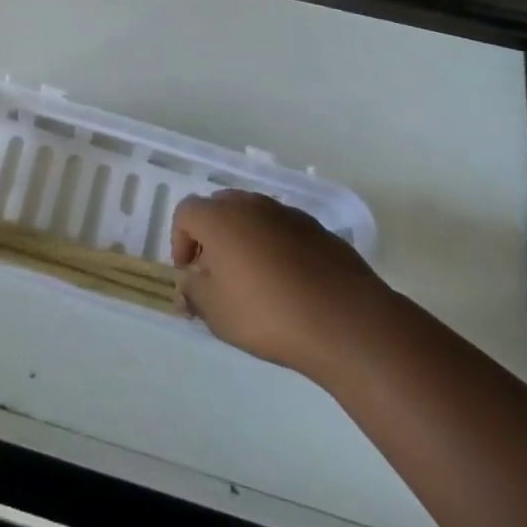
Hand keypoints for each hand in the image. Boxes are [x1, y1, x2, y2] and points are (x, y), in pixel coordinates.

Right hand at [173, 190, 383, 373]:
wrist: (347, 321)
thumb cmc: (269, 314)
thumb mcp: (217, 314)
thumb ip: (193, 293)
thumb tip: (187, 284)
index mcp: (220, 218)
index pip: (186, 212)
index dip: (180, 240)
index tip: (189, 272)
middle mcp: (251, 205)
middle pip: (219, 208)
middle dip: (212, 236)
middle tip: (217, 272)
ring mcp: (287, 213)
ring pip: (254, 217)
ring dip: (245, 239)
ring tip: (255, 280)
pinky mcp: (318, 229)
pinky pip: (284, 230)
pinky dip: (277, 247)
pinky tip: (289, 283)